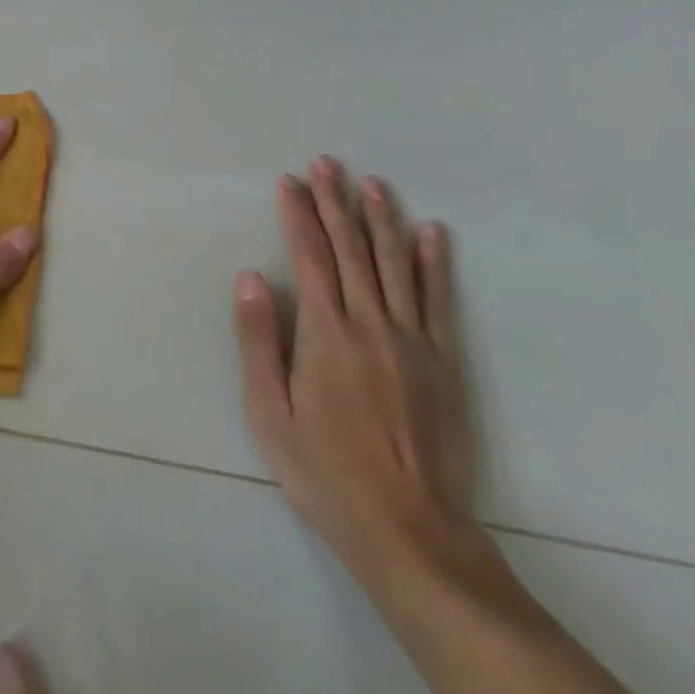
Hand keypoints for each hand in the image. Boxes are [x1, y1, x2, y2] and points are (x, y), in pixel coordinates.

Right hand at [235, 157, 476, 578]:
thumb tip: (251, 278)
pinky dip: (435, 262)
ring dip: (381, 218)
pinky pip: (438, 299)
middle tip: (327, 163)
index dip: (297, 215)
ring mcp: (412, 339)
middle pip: (351, 248)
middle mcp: (370, 322)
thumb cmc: (325, 471)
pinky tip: (432, 232)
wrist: (409, 530)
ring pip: (395, 263)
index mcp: (326, 332)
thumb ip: (258, 341)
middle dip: (335, 202)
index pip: (310, 256)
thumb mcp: (270, 413)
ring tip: (372, 183)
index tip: (289, 182)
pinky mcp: (443, 360)